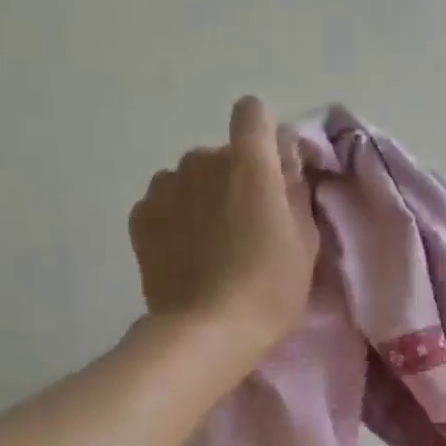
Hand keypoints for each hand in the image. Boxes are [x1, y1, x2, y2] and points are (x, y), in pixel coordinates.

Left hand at [129, 96, 318, 366]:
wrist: (206, 331)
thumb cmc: (269, 289)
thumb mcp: (304, 243)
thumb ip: (295, 191)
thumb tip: (286, 160)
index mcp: (249, 162)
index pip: (253, 114)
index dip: (264, 138)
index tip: (273, 172)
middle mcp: (202, 160)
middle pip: (222, 155)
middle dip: (236, 180)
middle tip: (247, 228)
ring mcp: (165, 185)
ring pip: (191, 179)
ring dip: (203, 198)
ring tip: (212, 246)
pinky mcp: (141, 214)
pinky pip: (166, 203)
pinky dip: (177, 219)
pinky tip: (186, 255)